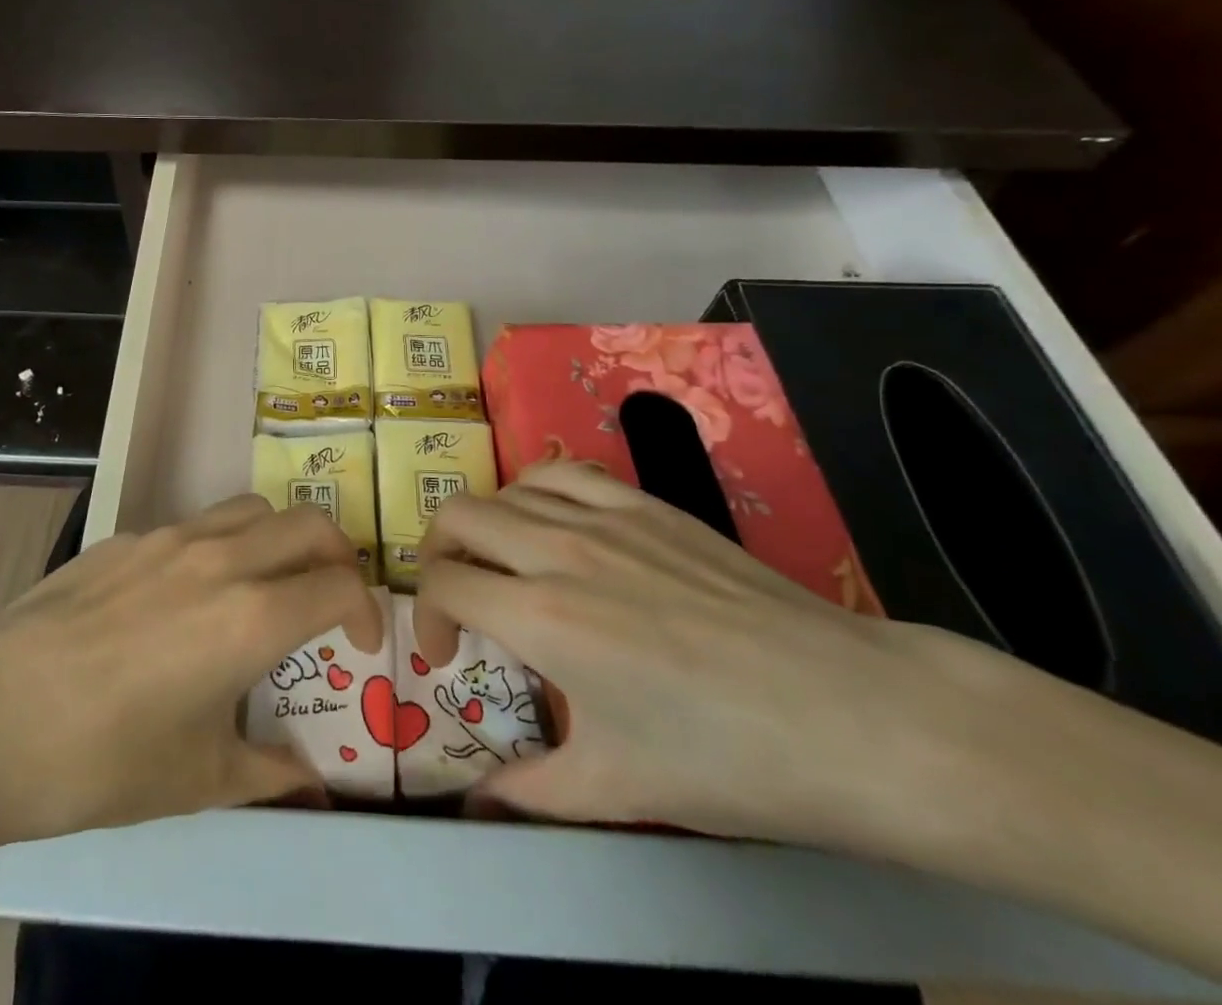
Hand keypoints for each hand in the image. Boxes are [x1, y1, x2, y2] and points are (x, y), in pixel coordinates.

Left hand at [0, 495, 381, 848]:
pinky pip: (197, 524)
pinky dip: (222, 546)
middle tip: (330, 599)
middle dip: (339, 556)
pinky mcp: (128, 536)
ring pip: (254, 509)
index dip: (366, 611)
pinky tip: (187, 596)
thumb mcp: (197, 779)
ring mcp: (170, 538)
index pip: (340, 585)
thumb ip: (269, 773)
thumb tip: (311, 786)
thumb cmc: (102, 760)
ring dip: (280, 539)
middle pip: (310, 524)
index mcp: (251, 617)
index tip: (362, 643)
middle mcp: (222, 559)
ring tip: (267, 584)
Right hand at [413, 462, 1004, 850]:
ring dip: (484, 523)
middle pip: (458, 517)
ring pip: (505, 489)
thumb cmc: (730, 761)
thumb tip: (478, 802)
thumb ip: (530, 790)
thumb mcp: (618, 788)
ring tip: (500, 561)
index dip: (426, 616)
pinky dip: (535, 491)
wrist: (851, 716)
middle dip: (436, 554)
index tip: (446, 653)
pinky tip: (551, 524)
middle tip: (456, 598)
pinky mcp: (646, 504)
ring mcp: (605, 518)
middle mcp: (558, 550)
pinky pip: (564, 473)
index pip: (443, 584)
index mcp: (542, 618)